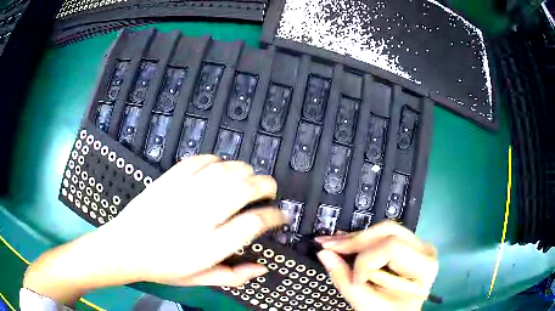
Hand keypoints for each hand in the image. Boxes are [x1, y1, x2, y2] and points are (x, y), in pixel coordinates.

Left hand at [99, 155, 285, 285]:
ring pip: (225, 170)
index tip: (280, 216)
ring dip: (244, 170)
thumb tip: (262, 267)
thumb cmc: (163, 267)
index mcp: (210, 245)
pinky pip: (199, 160)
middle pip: (244, 189)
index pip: (254, 223)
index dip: (274, 216)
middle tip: (269, 191)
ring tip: (248, 178)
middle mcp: (200, 216)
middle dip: (266, 185)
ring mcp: (184, 193)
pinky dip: (216, 160)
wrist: (126, 247)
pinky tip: (219, 168)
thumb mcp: (200, 280)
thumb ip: (234, 276)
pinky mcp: (170, 179)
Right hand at [315, 221, 437, 310]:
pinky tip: (344, 242)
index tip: (353, 280)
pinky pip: (383, 235)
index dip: (365, 262)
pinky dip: (362, 240)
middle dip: (355, 241)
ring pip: (383, 229)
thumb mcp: (367, 303)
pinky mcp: (408, 243)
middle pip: (388, 232)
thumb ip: (345, 279)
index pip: (391, 248)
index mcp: (424, 266)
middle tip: (327, 246)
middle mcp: (425, 249)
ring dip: (355, 238)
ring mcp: (418, 244)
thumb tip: (324, 253)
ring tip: (332, 244)